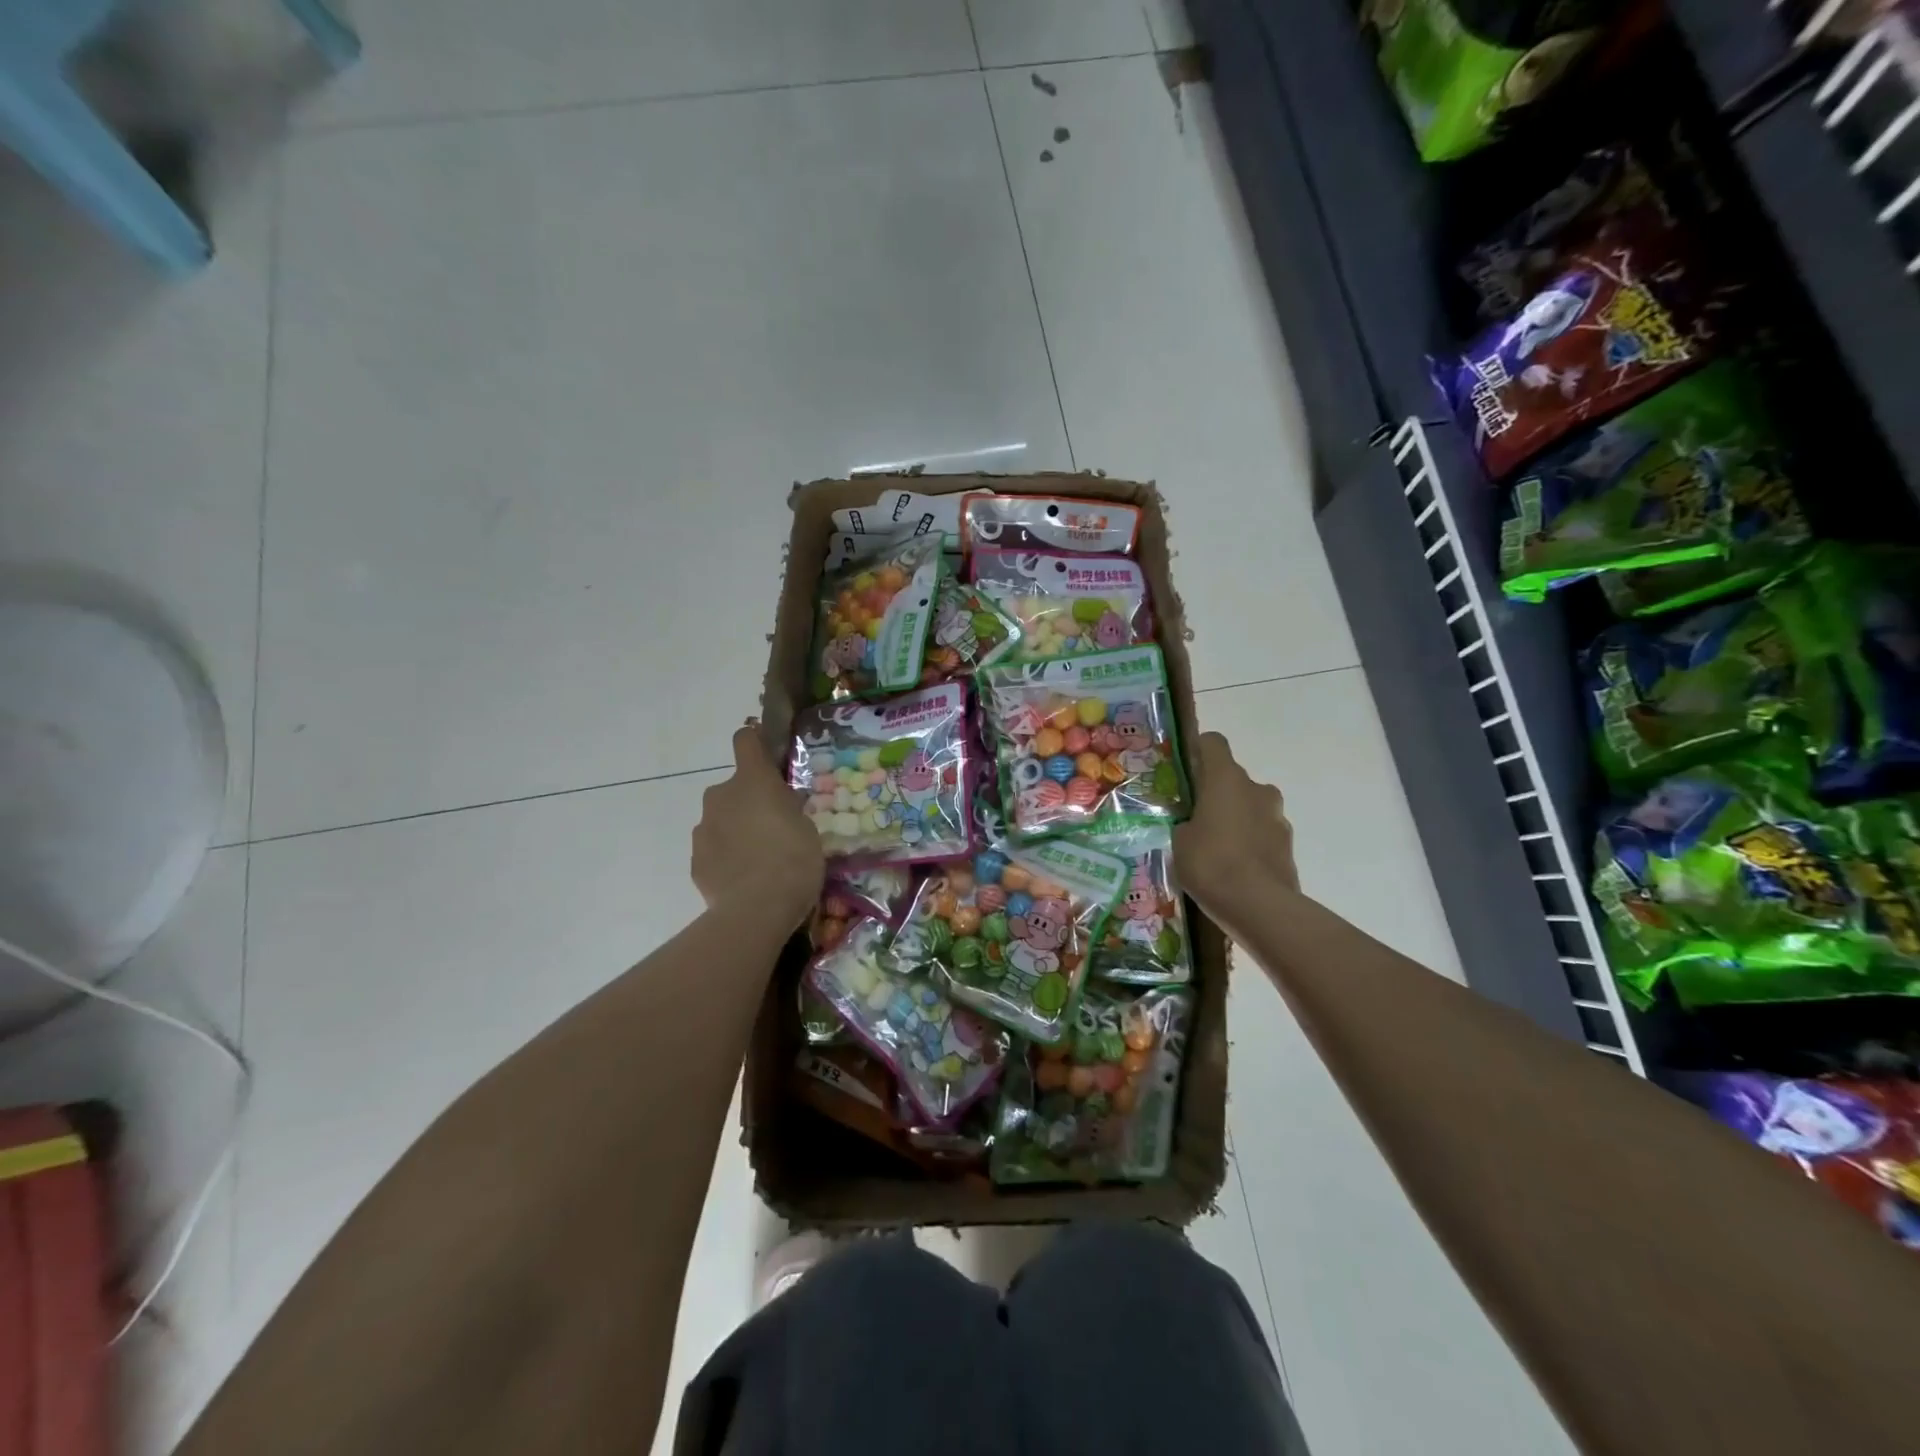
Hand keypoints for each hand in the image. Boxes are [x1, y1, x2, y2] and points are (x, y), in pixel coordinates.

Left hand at [692, 724, 823, 928]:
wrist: (756, 910)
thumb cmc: (793, 860)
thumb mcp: (807, 828)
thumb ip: (788, 809)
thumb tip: (781, 804)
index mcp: (753, 780)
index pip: (745, 740)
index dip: (755, 743)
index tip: (768, 757)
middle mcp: (721, 795)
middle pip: (734, 788)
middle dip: (749, 802)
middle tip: (773, 828)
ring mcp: (703, 827)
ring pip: (722, 819)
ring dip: (737, 830)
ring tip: (759, 861)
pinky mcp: (695, 859)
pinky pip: (714, 849)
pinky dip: (726, 857)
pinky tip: (744, 880)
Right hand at [1173, 732, 1298, 910]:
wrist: (1259, 906)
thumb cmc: (1210, 863)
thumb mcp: (1179, 841)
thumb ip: (1184, 823)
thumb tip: (1191, 823)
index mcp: (1226, 779)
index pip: (1213, 743)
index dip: (1198, 751)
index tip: (1185, 771)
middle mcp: (1256, 789)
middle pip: (1233, 778)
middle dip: (1216, 793)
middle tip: (1195, 818)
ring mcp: (1277, 816)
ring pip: (1250, 806)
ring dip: (1236, 818)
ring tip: (1215, 848)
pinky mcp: (1288, 844)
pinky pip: (1262, 833)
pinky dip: (1250, 842)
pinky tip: (1234, 867)